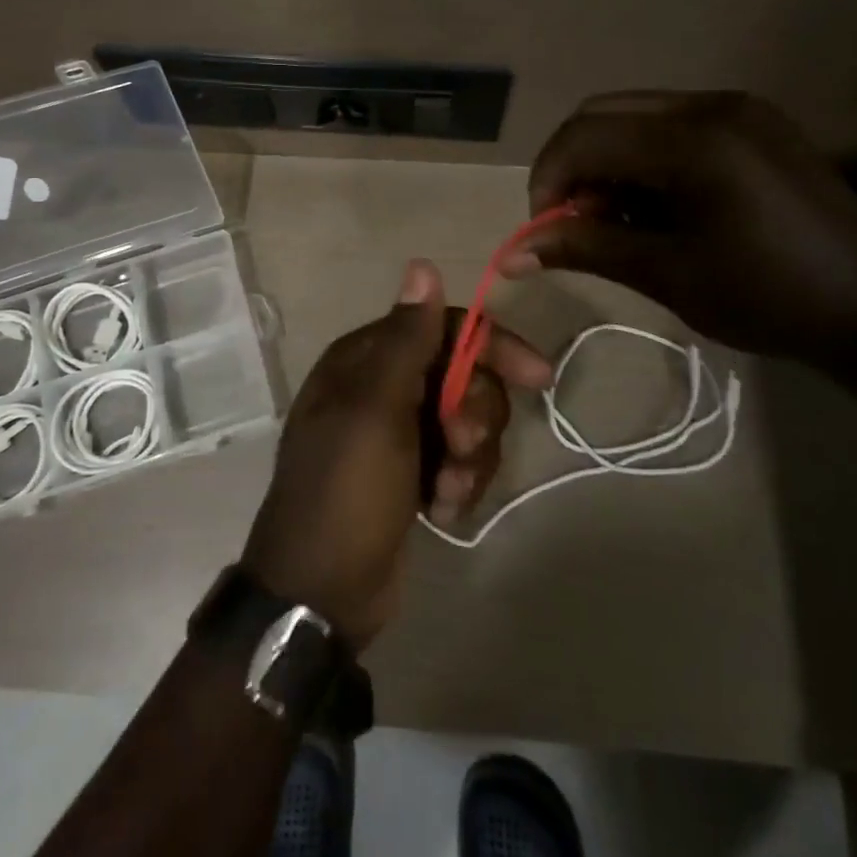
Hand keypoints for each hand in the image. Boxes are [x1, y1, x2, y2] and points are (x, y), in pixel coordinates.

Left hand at [242, 259, 550, 649]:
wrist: (320, 592)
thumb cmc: (346, 489)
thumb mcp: (377, 409)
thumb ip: (408, 339)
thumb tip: (422, 264)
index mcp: (367, 359)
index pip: (444, 328)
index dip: (491, 345)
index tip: (537, 376)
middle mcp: (383, 386)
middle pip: (463, 375)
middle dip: (475, 413)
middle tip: (460, 446)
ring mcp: (398, 432)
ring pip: (466, 421)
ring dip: (470, 457)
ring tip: (446, 490)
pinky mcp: (411, 472)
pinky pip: (458, 461)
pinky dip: (458, 484)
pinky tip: (441, 510)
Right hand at [502, 92, 856, 372]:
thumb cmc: (768, 298)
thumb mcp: (667, 275)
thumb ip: (585, 249)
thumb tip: (511, 253)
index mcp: (694, 140)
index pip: (585, 136)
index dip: (548, 180)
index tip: (544, 230)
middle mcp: (713, 105)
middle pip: (604, 113)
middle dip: (573, 166)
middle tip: (573, 222)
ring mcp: (740, 109)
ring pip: (636, 115)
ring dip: (607, 162)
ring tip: (615, 220)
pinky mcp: (755, 123)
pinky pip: (673, 124)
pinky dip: (644, 159)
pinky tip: (655, 206)